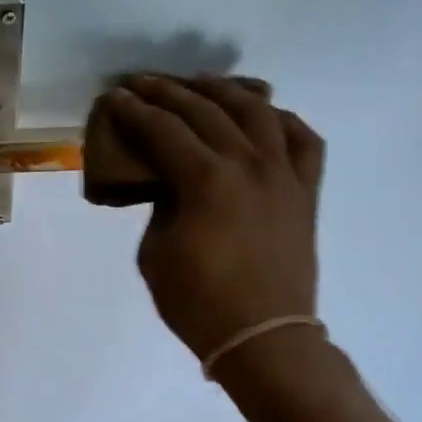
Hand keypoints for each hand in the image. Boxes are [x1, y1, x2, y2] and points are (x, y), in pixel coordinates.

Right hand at [100, 75, 323, 361]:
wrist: (263, 337)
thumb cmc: (199, 303)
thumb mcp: (156, 254)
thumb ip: (161, 207)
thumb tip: (171, 183)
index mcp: (206, 180)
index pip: (163, 130)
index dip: (134, 110)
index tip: (115, 96)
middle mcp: (248, 164)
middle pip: (206, 111)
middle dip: (169, 92)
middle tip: (143, 83)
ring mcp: (284, 174)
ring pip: (258, 112)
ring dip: (224, 91)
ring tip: (201, 85)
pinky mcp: (306, 192)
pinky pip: (303, 140)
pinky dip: (282, 120)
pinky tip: (265, 115)